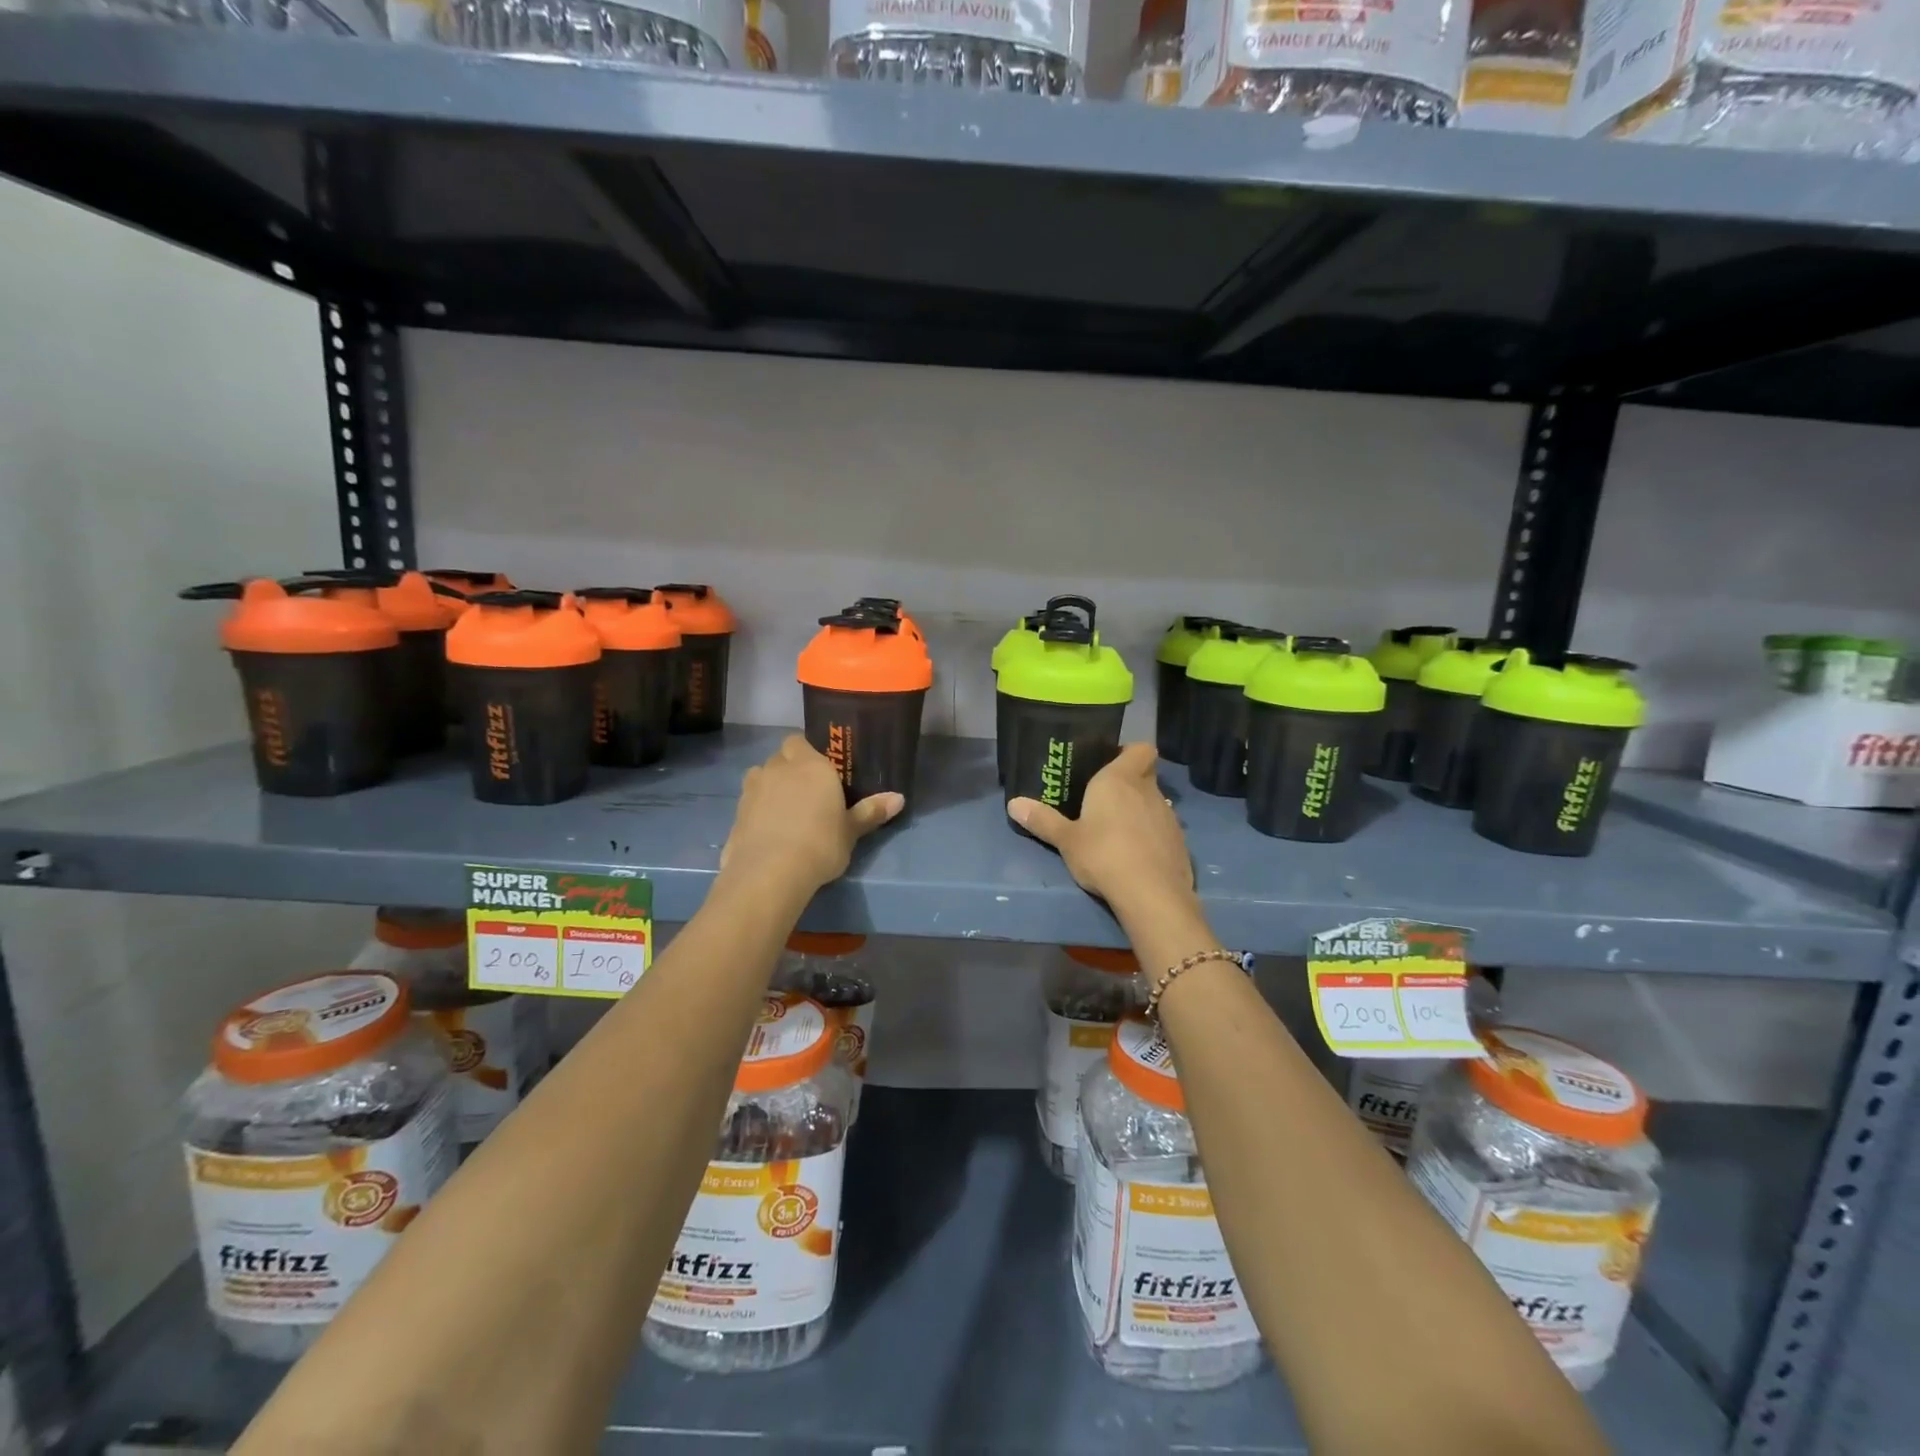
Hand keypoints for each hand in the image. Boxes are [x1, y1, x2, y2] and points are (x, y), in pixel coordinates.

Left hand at [720, 736, 903, 891]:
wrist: (770, 873)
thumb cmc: (820, 844)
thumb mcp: (851, 831)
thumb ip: (871, 812)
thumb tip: (899, 798)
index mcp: (810, 765)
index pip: (800, 741)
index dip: (807, 753)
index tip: (820, 772)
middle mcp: (778, 768)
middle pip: (780, 756)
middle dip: (789, 768)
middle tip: (806, 792)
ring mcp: (752, 789)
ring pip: (760, 776)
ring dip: (770, 786)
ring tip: (785, 811)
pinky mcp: (735, 813)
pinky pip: (749, 802)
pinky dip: (757, 811)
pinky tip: (769, 832)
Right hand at [1008, 744, 1194, 913]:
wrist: (1151, 894)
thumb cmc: (1103, 854)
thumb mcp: (1066, 839)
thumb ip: (1042, 820)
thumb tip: (1013, 804)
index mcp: (1120, 779)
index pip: (1140, 748)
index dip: (1129, 752)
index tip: (1110, 763)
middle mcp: (1148, 791)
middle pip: (1144, 776)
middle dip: (1128, 784)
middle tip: (1103, 799)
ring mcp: (1169, 817)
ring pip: (1153, 803)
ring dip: (1139, 811)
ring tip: (1115, 831)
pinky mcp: (1180, 844)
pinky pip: (1162, 830)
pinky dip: (1150, 836)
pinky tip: (1134, 856)